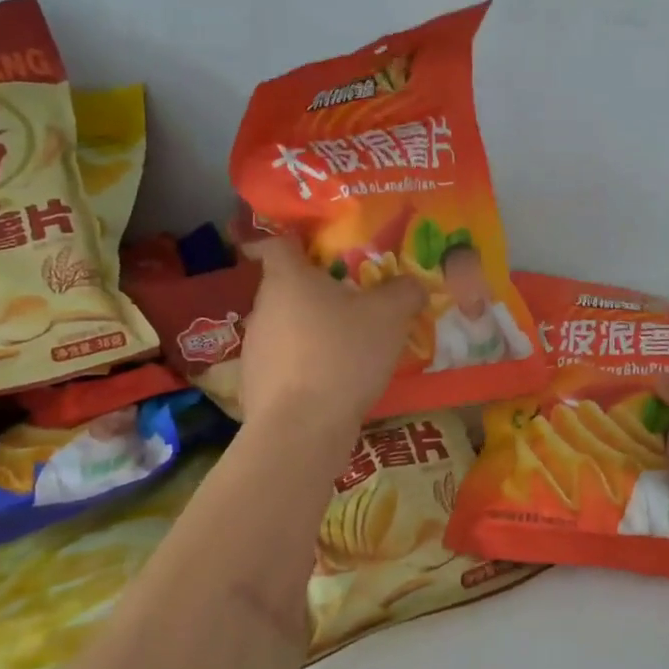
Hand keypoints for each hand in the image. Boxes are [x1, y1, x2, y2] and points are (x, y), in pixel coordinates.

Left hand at [238, 237, 425, 433]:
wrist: (301, 430)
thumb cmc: (343, 355)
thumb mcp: (390, 316)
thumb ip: (405, 291)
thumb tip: (413, 284)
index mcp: (287, 279)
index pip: (278, 242)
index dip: (298, 239)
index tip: (321, 248)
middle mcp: (263, 307)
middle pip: (288, 287)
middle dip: (319, 292)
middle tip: (356, 303)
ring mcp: (254, 348)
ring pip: (287, 326)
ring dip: (313, 331)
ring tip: (349, 349)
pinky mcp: (255, 384)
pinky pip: (286, 363)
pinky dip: (306, 366)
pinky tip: (333, 383)